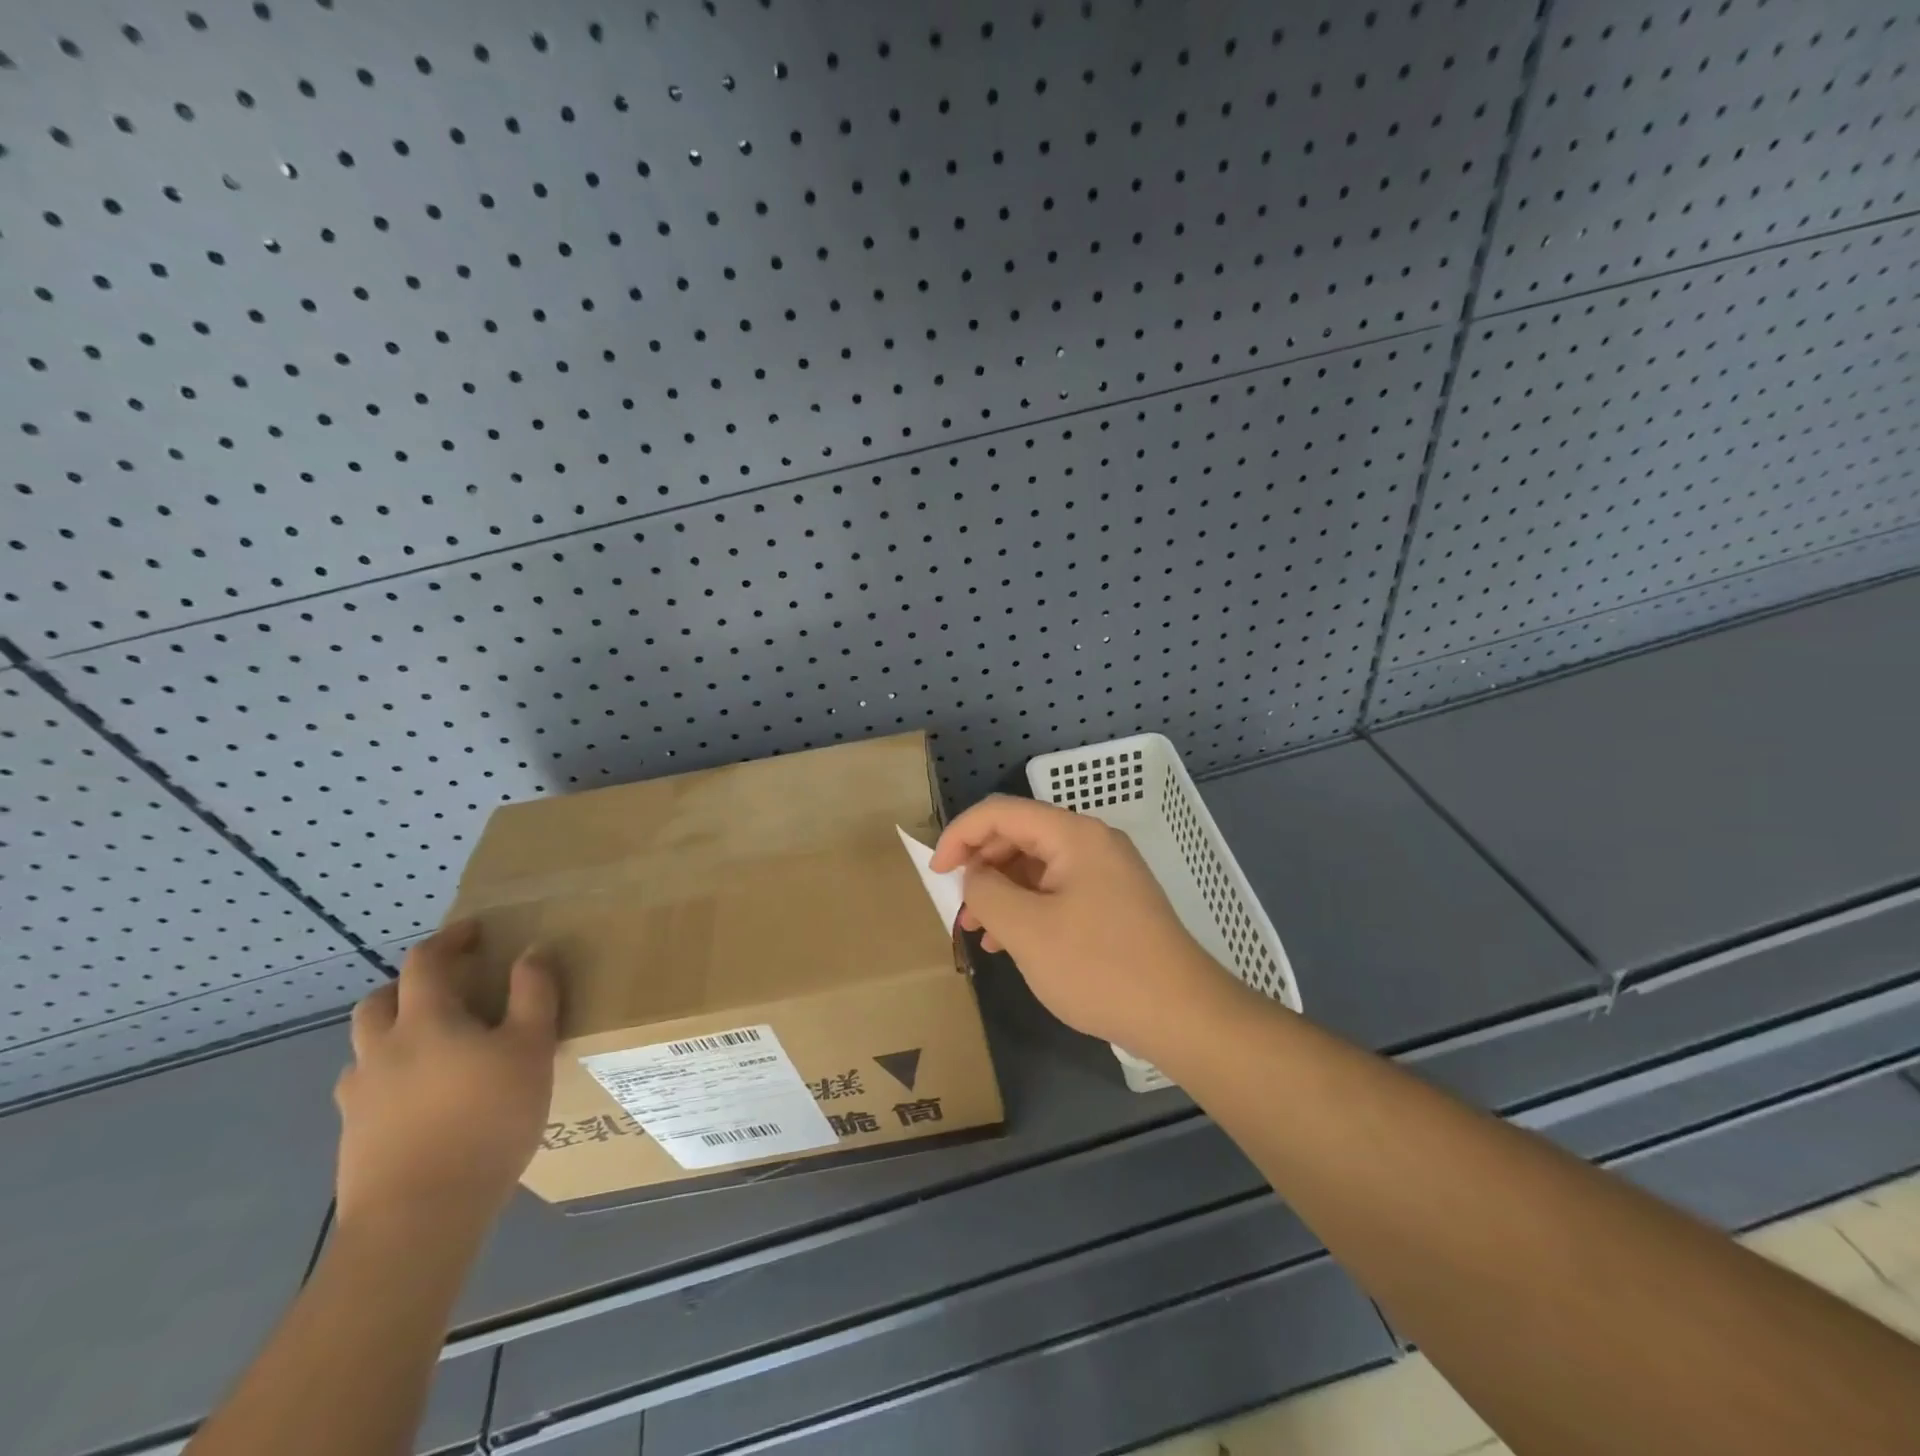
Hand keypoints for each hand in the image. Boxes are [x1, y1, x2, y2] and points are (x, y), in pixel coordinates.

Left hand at [333, 922, 557, 1233]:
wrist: (418, 1218)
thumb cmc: (486, 1120)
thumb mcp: (531, 1048)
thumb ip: (533, 994)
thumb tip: (531, 952)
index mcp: (424, 1021)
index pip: (425, 962)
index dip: (449, 940)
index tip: (474, 932)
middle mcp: (381, 1051)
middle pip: (379, 1001)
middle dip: (410, 986)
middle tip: (448, 990)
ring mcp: (359, 1098)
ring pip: (367, 1048)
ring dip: (395, 1034)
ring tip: (435, 1049)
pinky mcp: (353, 1138)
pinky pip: (368, 1090)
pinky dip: (391, 1079)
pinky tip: (422, 1102)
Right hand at [931, 795, 1231, 1056]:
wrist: (1182, 1014)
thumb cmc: (1099, 967)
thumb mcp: (1027, 930)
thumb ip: (986, 893)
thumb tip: (973, 876)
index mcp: (1073, 834)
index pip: (1001, 812)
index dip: (960, 835)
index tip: (936, 873)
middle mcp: (1091, 842)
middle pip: (1019, 836)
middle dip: (981, 867)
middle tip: (958, 907)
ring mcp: (1106, 872)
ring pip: (1036, 866)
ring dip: (1001, 892)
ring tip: (979, 931)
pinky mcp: (1113, 902)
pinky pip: (1057, 891)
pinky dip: (1028, 908)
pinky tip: (1012, 943)